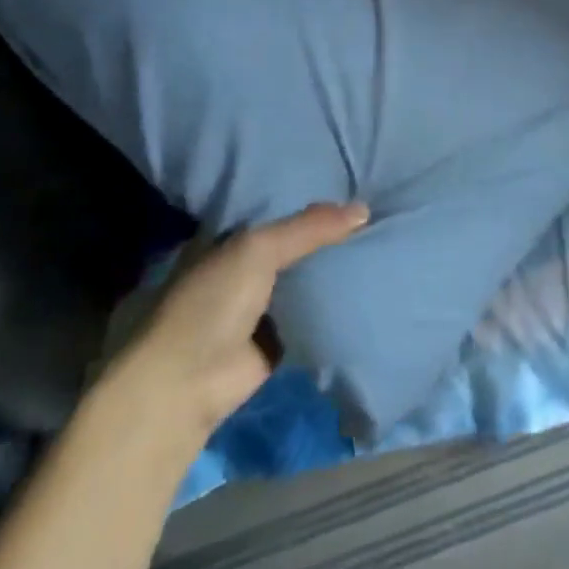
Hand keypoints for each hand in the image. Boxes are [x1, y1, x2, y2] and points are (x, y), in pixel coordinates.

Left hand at [113, 202, 368, 443]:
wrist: (185, 386)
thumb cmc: (213, 302)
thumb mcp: (259, 249)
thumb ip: (309, 227)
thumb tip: (364, 209)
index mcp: (235, 236)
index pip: (280, 206)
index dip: (311, 195)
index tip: (352, 182)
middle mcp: (248, 266)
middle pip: (298, 243)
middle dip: (330, 233)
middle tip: (377, 213)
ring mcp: (262, 305)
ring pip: (307, 278)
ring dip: (335, 269)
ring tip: (383, 244)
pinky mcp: (277, 341)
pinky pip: (313, 315)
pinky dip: (335, 306)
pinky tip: (369, 287)